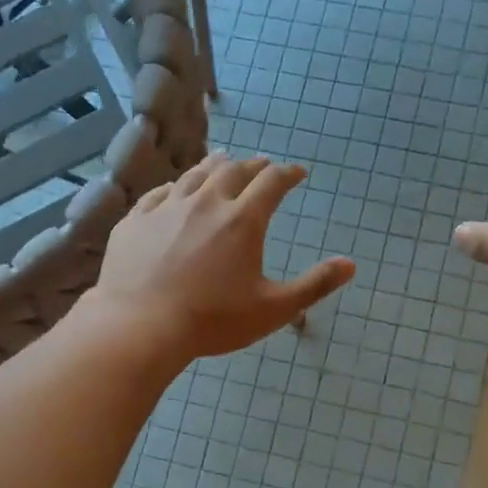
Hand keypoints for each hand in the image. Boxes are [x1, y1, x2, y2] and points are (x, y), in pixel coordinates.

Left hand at [93, 154, 356, 358]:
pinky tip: (175, 191)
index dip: (288, 174)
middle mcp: (206, 202)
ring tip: (223, 162)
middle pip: (233, 171)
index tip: (298, 172)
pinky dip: (176, 187)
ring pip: (195, 175)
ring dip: (215, 166)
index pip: (272, 183)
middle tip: (262, 165)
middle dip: (253, 166)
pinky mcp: (135, 221)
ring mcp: (167, 208)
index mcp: (243, 220)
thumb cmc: (213, 320)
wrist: (141, 325)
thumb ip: (315, 285)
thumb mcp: (274, 308)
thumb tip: (351, 265)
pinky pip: (159, 194)